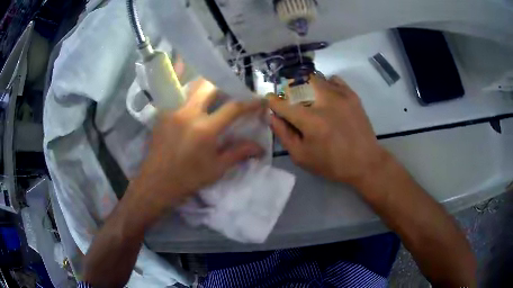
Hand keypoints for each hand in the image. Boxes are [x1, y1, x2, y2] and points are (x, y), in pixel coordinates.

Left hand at [130, 79, 265, 219]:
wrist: (156, 183)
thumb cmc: (188, 179)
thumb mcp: (217, 169)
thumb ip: (239, 153)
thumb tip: (260, 147)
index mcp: (205, 129)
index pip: (233, 108)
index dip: (250, 102)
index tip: (259, 100)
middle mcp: (188, 113)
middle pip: (210, 86)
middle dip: (225, 85)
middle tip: (232, 93)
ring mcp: (173, 110)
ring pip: (192, 86)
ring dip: (206, 85)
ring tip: (214, 93)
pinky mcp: (162, 113)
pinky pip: (177, 94)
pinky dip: (188, 91)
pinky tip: (192, 95)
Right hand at [269, 75, 389, 186]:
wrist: (365, 162)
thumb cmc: (332, 163)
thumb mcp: (302, 156)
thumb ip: (284, 135)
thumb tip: (273, 117)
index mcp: (310, 120)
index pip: (283, 104)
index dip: (273, 102)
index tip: (270, 100)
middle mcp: (324, 102)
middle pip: (299, 83)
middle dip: (291, 90)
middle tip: (293, 100)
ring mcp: (340, 96)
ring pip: (317, 78)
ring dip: (308, 86)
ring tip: (310, 98)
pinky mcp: (352, 95)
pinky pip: (334, 79)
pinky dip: (327, 84)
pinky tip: (327, 95)